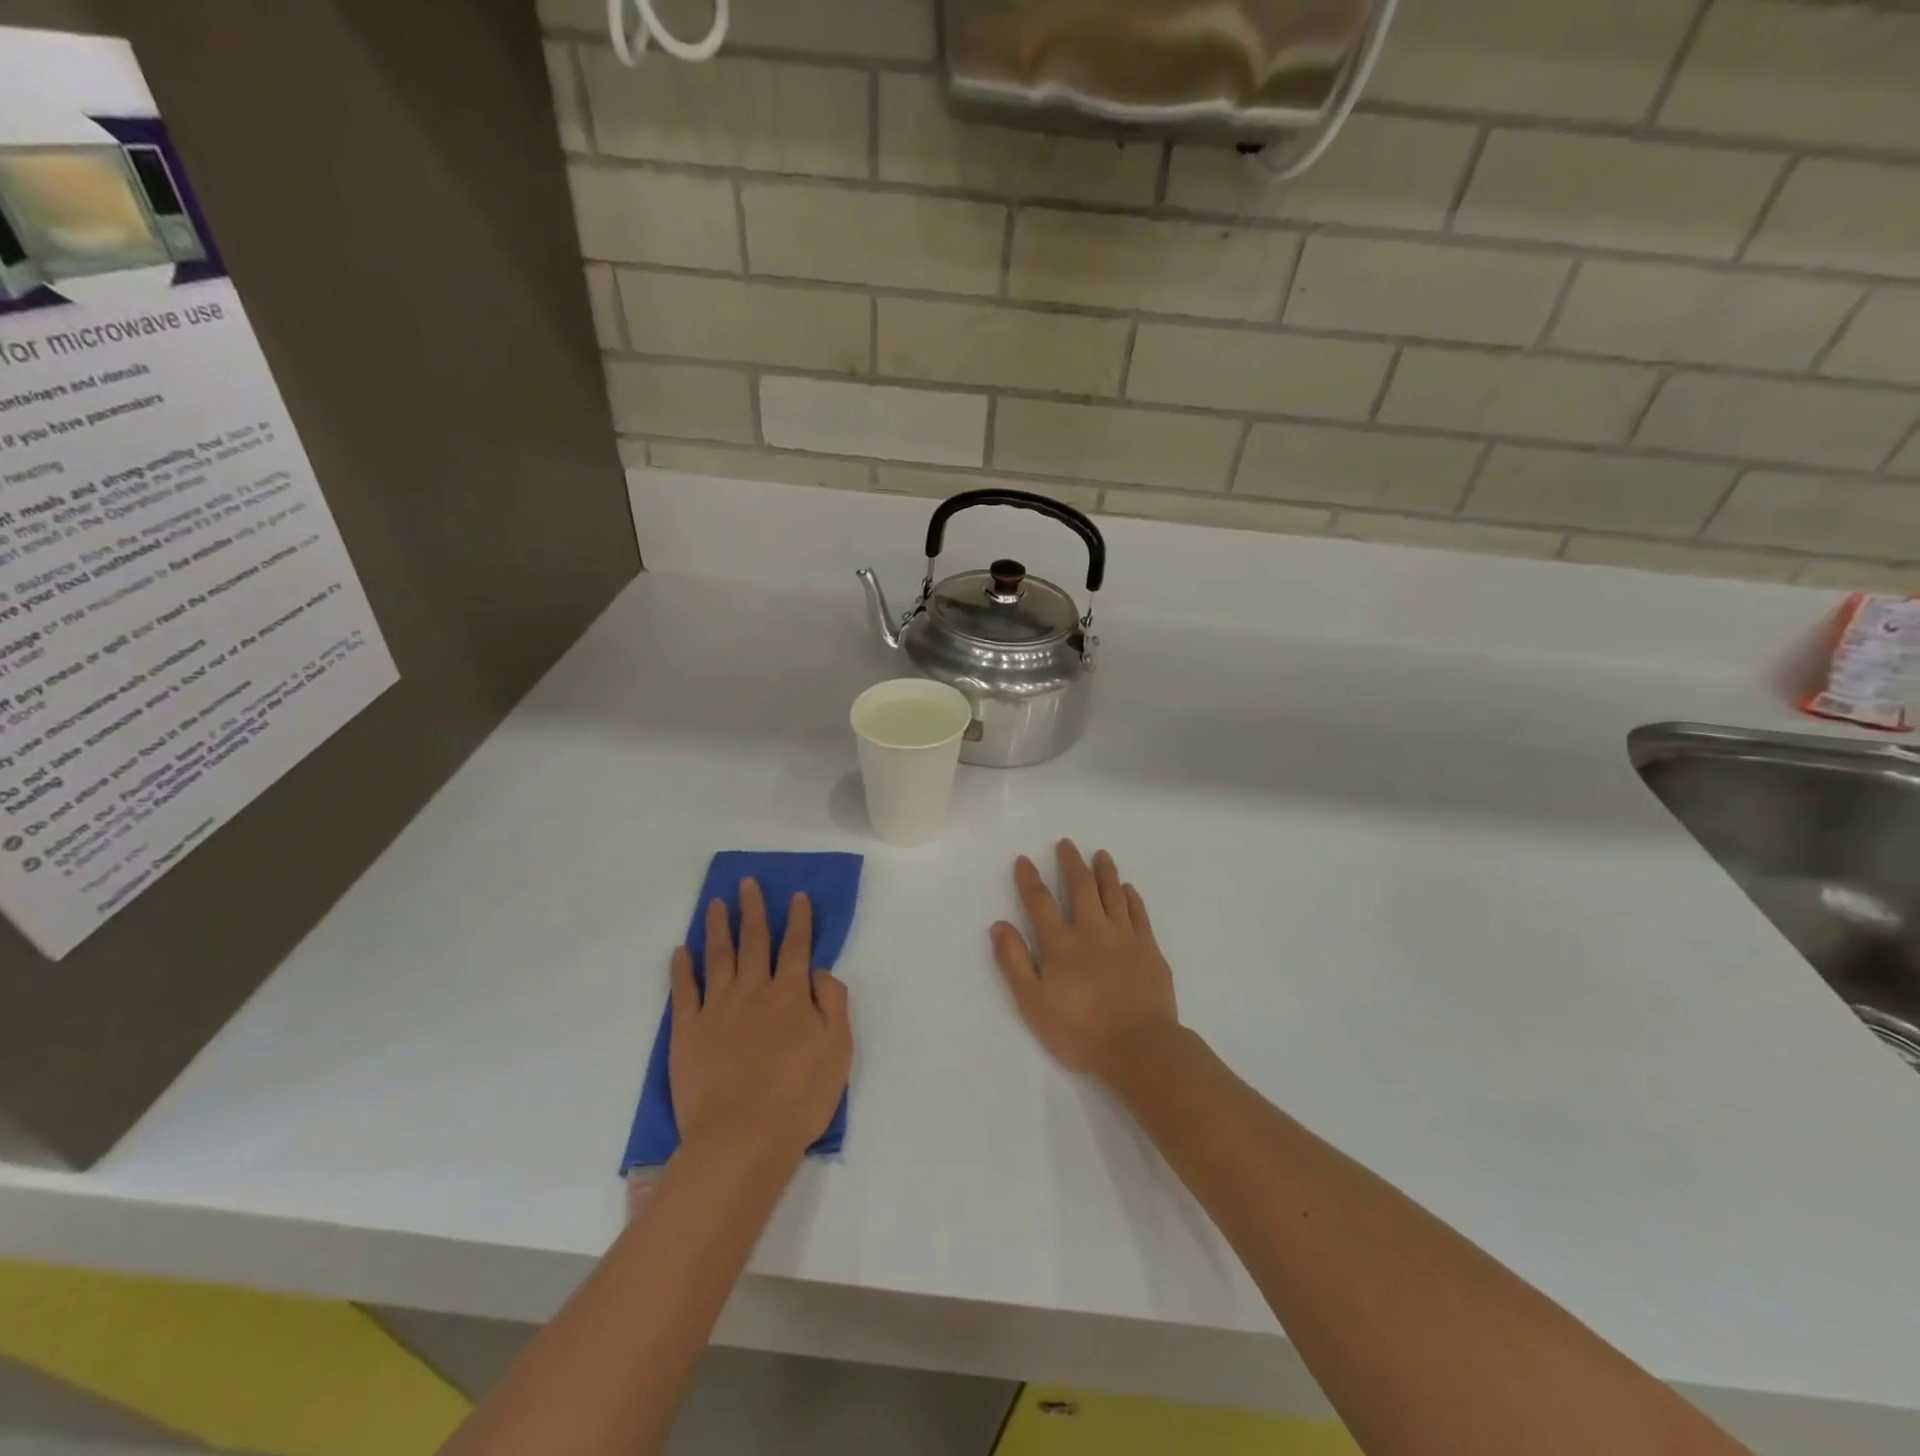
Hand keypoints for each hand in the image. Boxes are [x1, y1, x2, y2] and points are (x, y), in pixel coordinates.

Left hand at [669, 880, 852, 1163]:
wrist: (741, 1139)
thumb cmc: (799, 1097)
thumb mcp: (838, 1049)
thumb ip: (832, 1003)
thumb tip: (819, 970)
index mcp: (791, 994)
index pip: (796, 946)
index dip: (799, 920)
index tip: (797, 896)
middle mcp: (753, 991)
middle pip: (754, 941)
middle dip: (754, 910)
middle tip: (748, 883)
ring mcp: (717, 1009)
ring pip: (718, 957)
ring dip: (718, 927)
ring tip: (716, 904)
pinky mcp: (687, 1032)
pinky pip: (684, 991)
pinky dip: (682, 969)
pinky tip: (681, 951)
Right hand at [991, 840, 1178, 1078]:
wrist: (1139, 1047)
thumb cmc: (1080, 1030)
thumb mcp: (1033, 1002)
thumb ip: (1014, 962)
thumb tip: (999, 925)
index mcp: (1061, 943)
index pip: (1040, 903)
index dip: (1030, 880)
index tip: (1024, 859)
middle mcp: (1092, 931)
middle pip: (1081, 888)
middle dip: (1071, 863)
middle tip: (1066, 843)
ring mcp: (1124, 938)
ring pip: (1113, 894)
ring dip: (1105, 872)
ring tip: (1101, 854)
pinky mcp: (1149, 950)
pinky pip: (1139, 914)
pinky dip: (1132, 898)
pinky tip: (1129, 889)